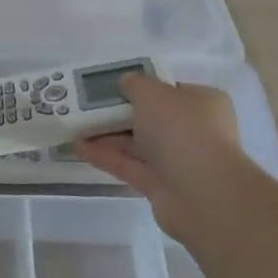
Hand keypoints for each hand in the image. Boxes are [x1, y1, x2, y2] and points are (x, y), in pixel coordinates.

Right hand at [74, 73, 258, 236]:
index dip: (141, 86)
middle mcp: (194, 131)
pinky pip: (130, 166)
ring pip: (137, 143)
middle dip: (118, 113)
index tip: (112, 86)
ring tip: (74, 126)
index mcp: (202, 103)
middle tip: (86, 106)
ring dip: (107, 135)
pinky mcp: (162, 186)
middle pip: (150, 118)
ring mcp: (178, 161)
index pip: (169, 90)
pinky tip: (79, 147)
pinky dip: (106, 156)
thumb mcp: (153, 93)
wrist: (202, 194)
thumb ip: (135, 84)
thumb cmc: (182, 130)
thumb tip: (126, 83)